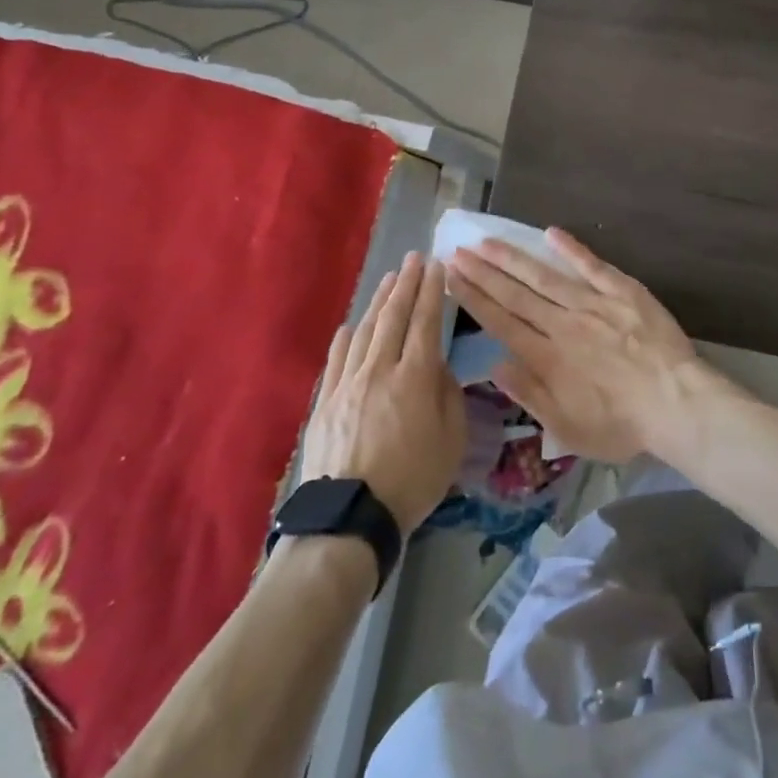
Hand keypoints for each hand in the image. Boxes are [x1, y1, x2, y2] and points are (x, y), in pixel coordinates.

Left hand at [299, 253, 465, 533]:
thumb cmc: (412, 481)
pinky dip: (346, 338)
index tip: (437, 266)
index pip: (426, 322)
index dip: (432, 291)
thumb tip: (438, 367)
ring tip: (389, 280)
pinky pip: (337, 359)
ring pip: (366, 331)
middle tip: (414, 258)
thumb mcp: (452, 441)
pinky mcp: (325, 402)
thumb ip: (449, 396)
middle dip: (406, 284)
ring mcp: (348, 383)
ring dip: (380, 302)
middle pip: (394, 317)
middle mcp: (380, 369)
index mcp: (416, 377)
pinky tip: (352, 325)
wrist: (348, 518)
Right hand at [447, 230, 702, 462]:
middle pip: (515, 294)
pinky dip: (571, 248)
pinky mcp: (622, 291)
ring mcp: (592, 304)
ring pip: (544, 275)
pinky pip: (592, 265)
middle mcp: (562, 324)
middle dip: (483, 272)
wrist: (676, 403)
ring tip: (486, 241)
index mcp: (547, 357)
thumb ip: (529, 395)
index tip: (451, 278)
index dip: (473, 298)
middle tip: (456, 251)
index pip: (500, 322)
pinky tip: (550, 232)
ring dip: (512, 258)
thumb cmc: (622, 425)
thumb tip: (494, 365)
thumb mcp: (567, 429)